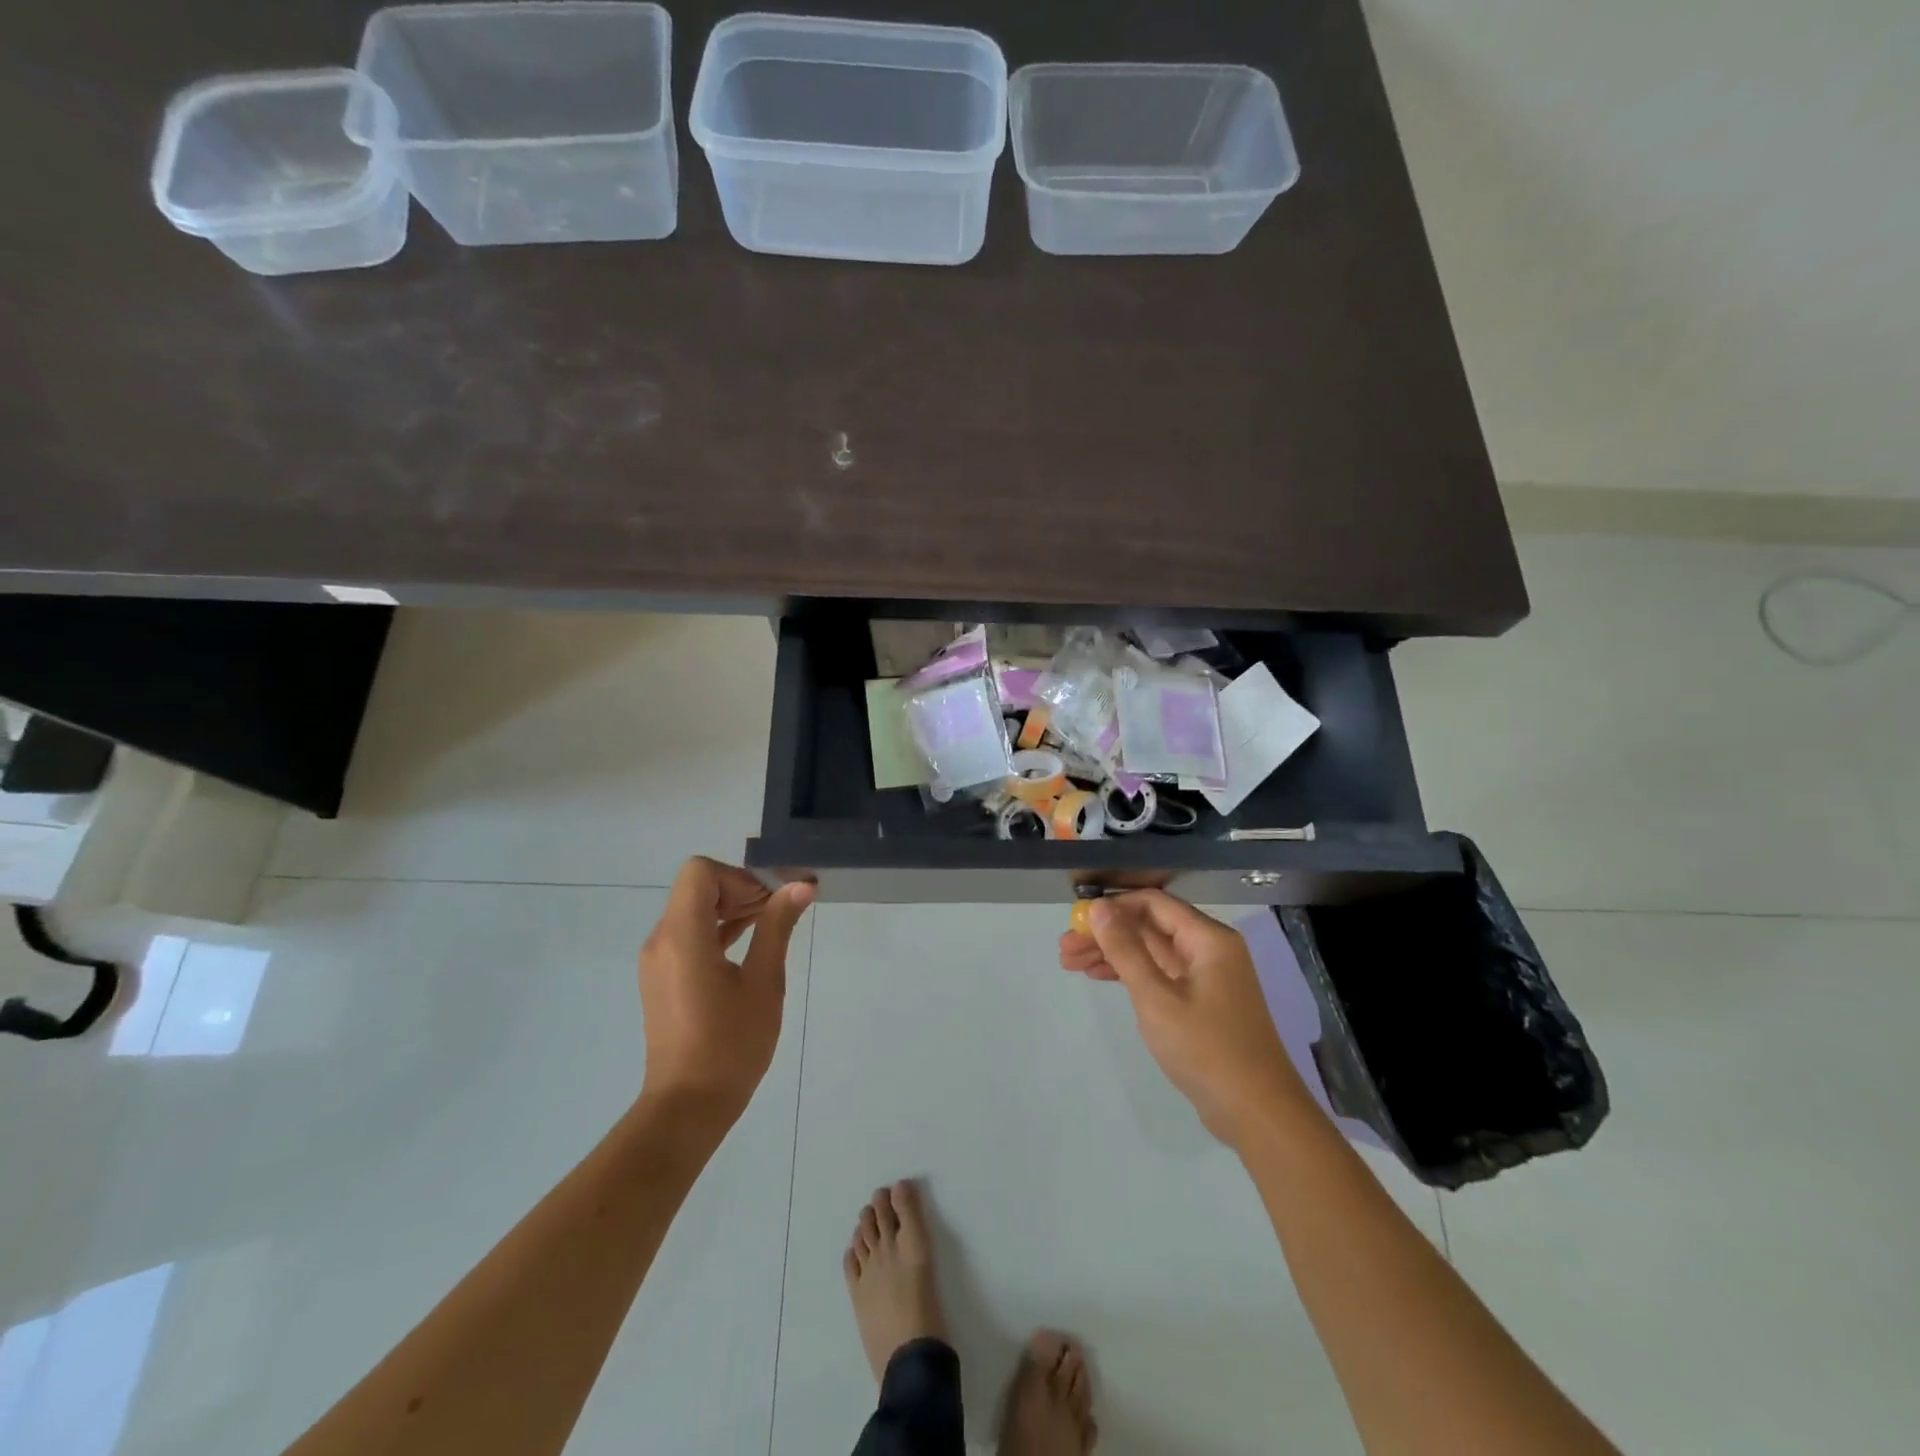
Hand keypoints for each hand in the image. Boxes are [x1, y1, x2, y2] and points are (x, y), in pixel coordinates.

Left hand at [639, 858, 813, 1124]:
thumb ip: (777, 926)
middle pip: (697, 887)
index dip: (739, 877)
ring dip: (731, 909)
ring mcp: (658, 960)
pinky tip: (750, 945)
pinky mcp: (662, 978)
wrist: (687, 1107)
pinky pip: (688, 935)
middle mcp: (661, 940)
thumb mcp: (764, 982)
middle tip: (780, 910)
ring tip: (771, 926)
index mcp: (682, 935)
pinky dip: (717, 929)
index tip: (770, 900)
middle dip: (740, 889)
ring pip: (693, 910)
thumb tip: (800, 886)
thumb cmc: (730, 1044)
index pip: (700, 872)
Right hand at [1060, 891, 1309, 1146]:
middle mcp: (1209, 949)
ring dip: (1112, 955)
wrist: (1258, 1114)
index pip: (1153, 903)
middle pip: (1149, 927)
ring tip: (1069, 964)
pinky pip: (1159, 974)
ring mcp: (1207, 977)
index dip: (1113, 907)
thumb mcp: (1156, 997)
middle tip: (1064, 948)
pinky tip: (1099, 977)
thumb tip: (1099, 907)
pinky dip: (1130, 975)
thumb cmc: (1206, 1049)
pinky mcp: (1201, 1002)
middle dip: (1106, 934)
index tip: (1076, 920)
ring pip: (1151, 952)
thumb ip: (1125, 949)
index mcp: (1208, 939)